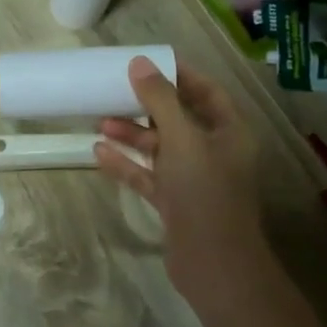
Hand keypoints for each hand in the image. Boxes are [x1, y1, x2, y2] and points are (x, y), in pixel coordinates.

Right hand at [95, 58, 271, 303]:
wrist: (213, 263)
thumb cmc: (204, 193)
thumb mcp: (182, 139)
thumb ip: (160, 100)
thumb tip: (139, 63)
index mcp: (228, 131)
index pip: (205, 91)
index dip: (178, 75)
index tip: (145, 64)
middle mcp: (213, 151)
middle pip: (178, 119)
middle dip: (146, 106)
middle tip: (114, 92)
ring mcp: (192, 179)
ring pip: (159, 148)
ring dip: (132, 135)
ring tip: (99, 122)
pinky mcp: (174, 202)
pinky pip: (147, 175)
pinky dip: (126, 164)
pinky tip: (98, 153)